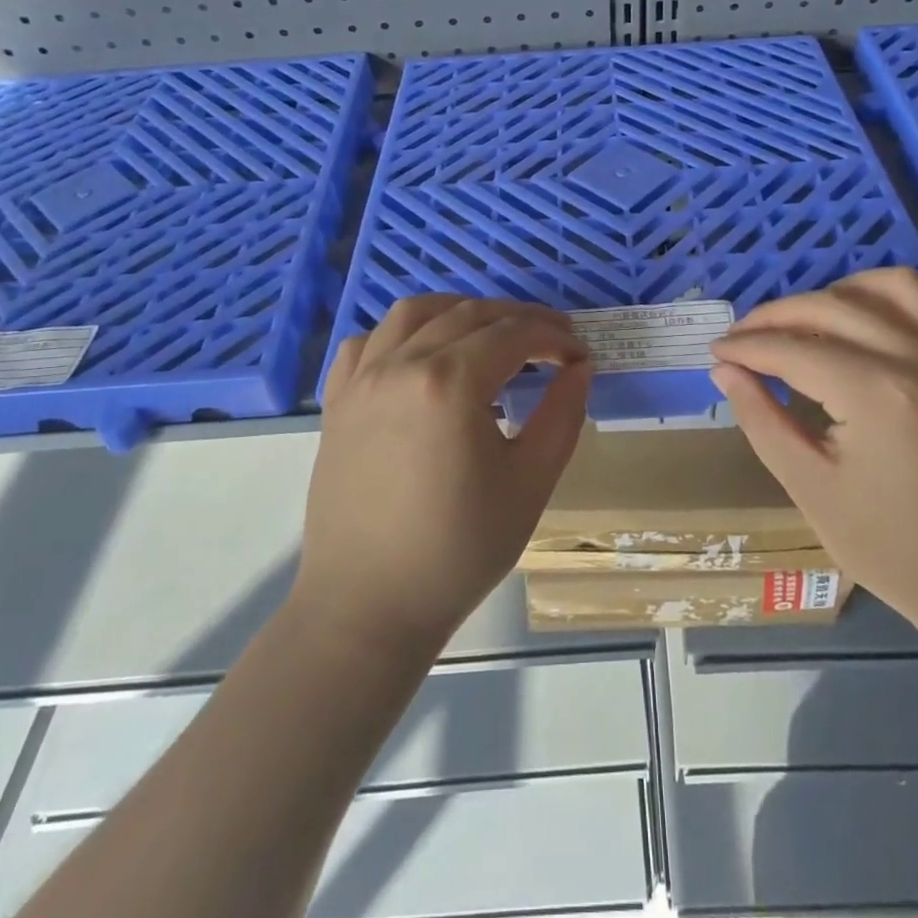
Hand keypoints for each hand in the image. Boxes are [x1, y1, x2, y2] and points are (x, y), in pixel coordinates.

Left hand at [295, 295, 592, 653]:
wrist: (367, 606)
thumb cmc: (458, 551)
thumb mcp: (529, 484)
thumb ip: (562, 416)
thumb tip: (579, 368)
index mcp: (450, 383)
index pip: (513, 334)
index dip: (554, 337)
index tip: (579, 355)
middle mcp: (401, 364)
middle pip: (469, 314)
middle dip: (518, 319)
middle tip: (552, 341)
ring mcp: (362, 379)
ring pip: (414, 313)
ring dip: (460, 310)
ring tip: (490, 332)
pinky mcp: (337, 401)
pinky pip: (368, 342)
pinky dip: (401, 333)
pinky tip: (421, 355)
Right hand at [709, 268, 917, 630]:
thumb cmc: (895, 550)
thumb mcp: (811, 490)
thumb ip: (762, 420)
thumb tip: (725, 371)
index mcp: (876, 394)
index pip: (791, 349)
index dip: (745, 348)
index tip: (715, 353)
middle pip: (831, 306)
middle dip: (775, 316)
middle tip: (741, 338)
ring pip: (892, 286)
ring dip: (840, 292)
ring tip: (808, 320)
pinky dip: (904, 299)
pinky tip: (878, 320)